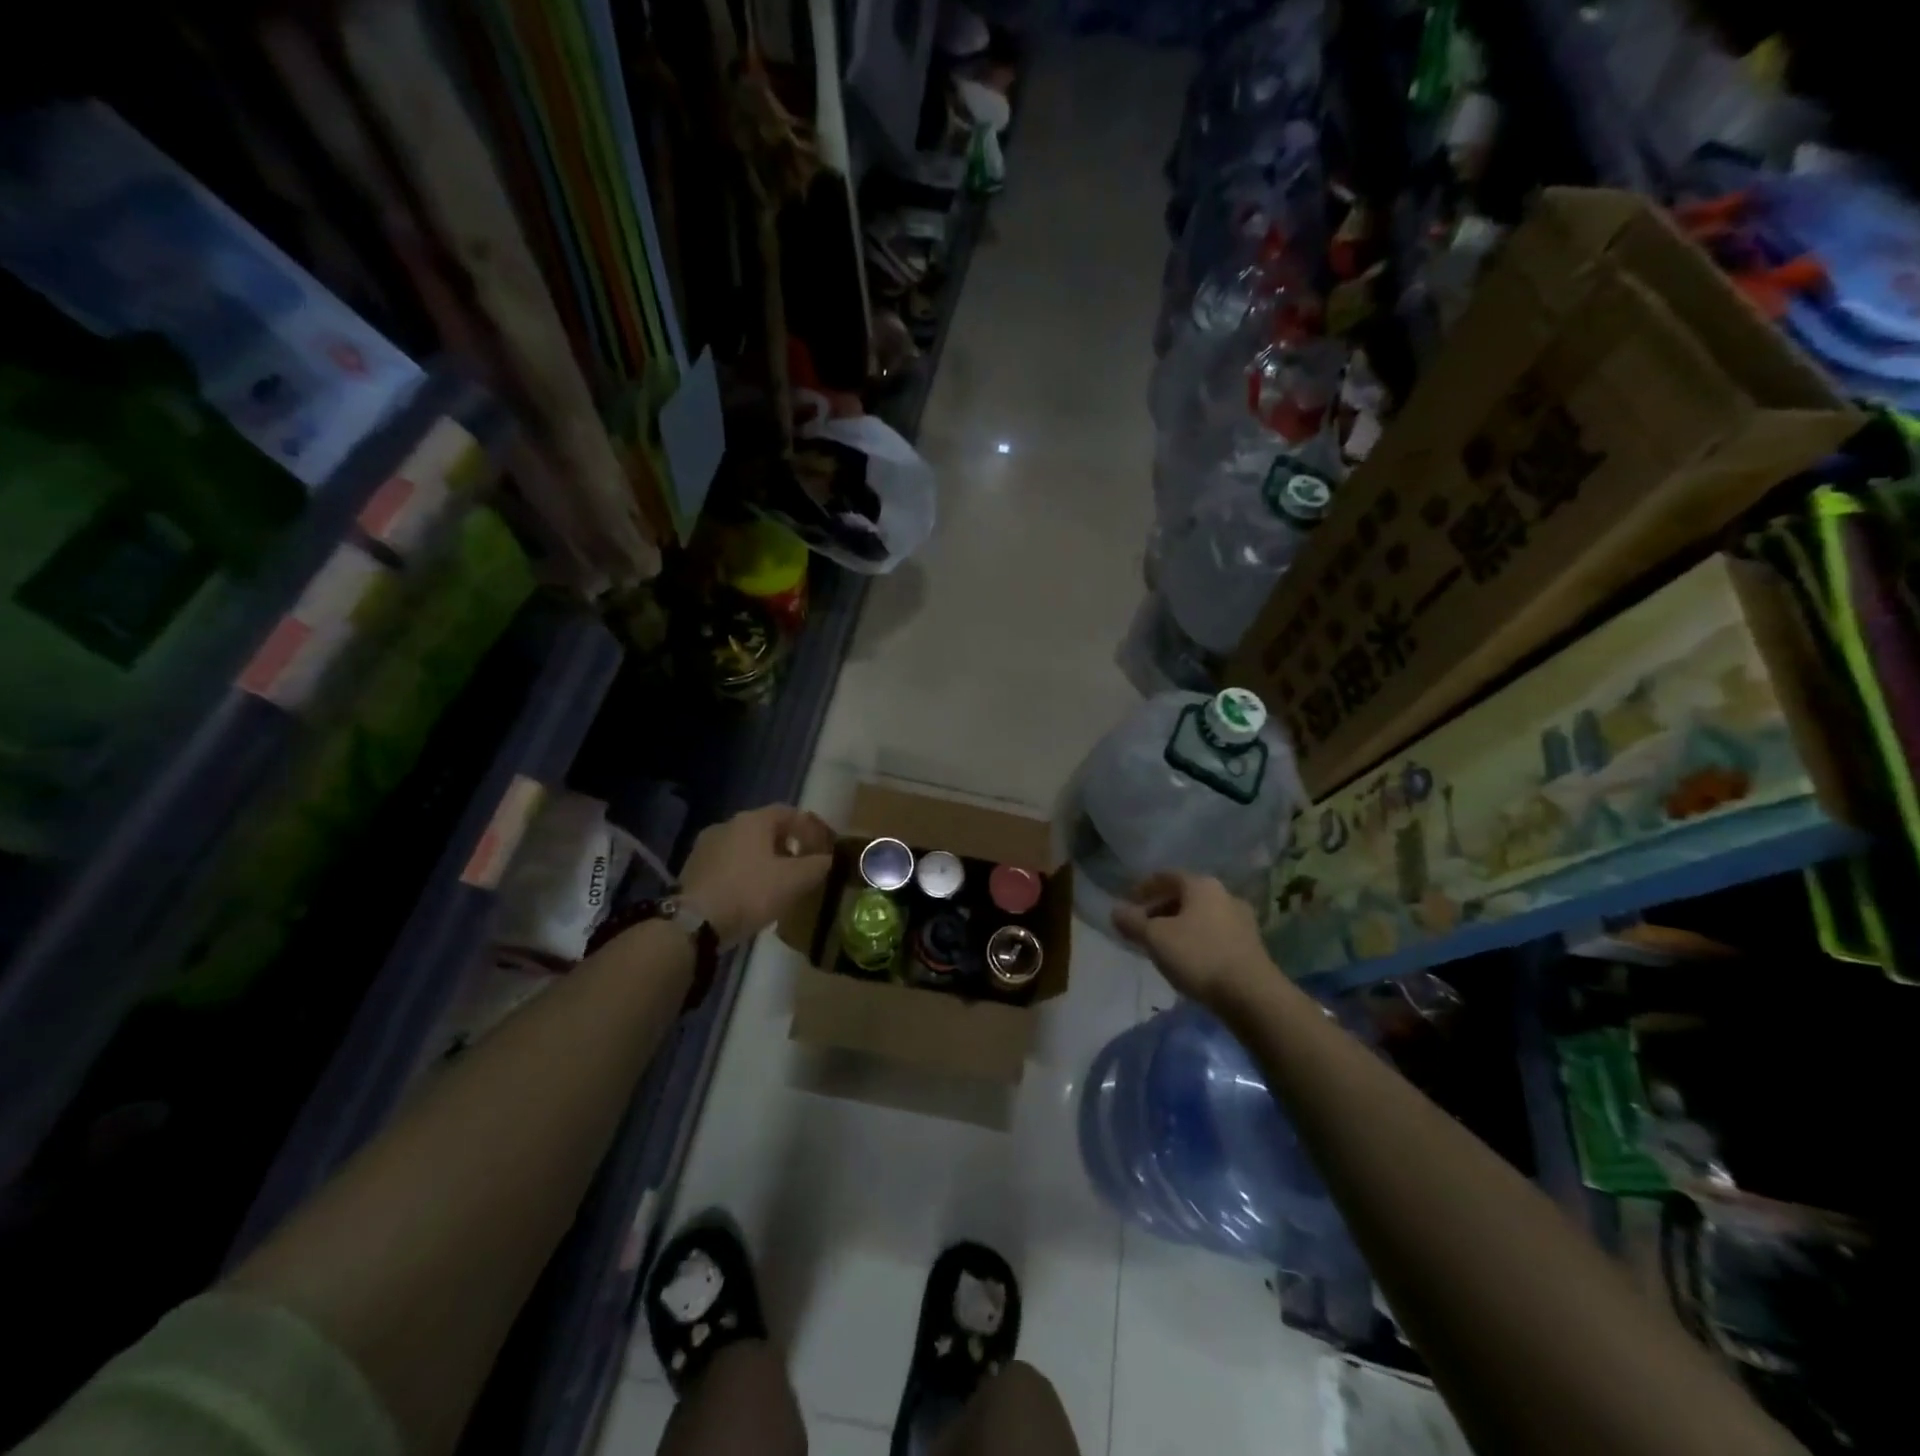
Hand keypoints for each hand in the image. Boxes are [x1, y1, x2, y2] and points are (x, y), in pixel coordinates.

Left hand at [679, 805, 835, 947]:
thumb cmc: (750, 893)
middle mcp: (727, 824)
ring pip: (745, 847)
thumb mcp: (795, 880)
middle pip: (766, 829)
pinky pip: (728, 864)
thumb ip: (818, 865)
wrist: (695, 924)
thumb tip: (829, 858)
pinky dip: (744, 873)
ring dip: (765, 860)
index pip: (790, 813)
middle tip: (802, 867)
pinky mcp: (693, 869)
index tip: (824, 849)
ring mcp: (706, 846)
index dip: (811, 829)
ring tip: (778, 884)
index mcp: (753, 820)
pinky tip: (751, 895)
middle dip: (788, 846)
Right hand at [1112, 872, 1275, 1010]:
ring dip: (1178, 925)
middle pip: (1184, 895)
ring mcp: (1241, 919)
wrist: (1252, 995)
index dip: (1143, 887)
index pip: (1166, 876)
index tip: (1128, 903)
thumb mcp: (1155, 938)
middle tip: (1141, 926)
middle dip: (1160, 908)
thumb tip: (1115, 910)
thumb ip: (1132, 922)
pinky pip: (1214, 932)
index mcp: (1201, 885)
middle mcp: (1224, 894)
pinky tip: (1187, 959)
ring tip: (1162, 945)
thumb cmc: (1198, 956)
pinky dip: (1196, 938)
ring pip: (1200, 915)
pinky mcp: (1250, 944)